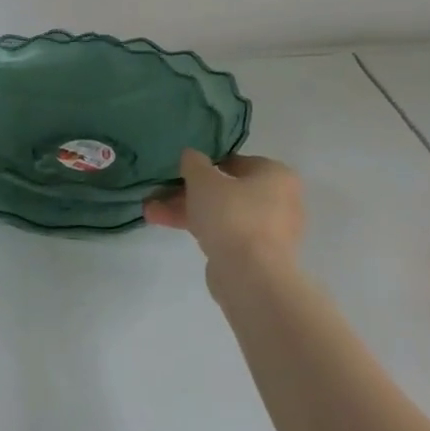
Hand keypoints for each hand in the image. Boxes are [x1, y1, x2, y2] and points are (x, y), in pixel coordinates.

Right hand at [144, 151, 305, 280]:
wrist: (250, 275)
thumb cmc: (231, 215)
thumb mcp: (203, 180)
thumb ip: (194, 163)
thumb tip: (191, 155)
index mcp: (276, 176)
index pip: (237, 162)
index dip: (206, 164)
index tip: (181, 170)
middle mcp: (279, 200)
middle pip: (226, 190)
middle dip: (188, 192)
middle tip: (160, 191)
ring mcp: (268, 230)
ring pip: (221, 213)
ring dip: (185, 210)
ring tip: (150, 211)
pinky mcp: (255, 255)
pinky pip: (224, 233)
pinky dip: (199, 228)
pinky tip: (165, 224)